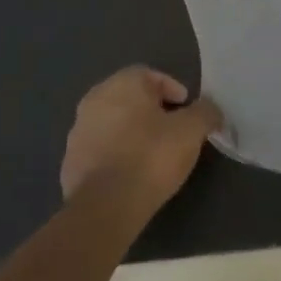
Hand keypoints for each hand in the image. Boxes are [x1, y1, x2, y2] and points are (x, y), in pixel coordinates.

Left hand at [60, 67, 221, 208]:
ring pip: (114, 123)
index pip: (151, 75)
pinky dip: (117, 154)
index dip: (173, 90)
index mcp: (122, 84)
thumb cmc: (151, 156)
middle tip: (174, 131)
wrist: (105, 205)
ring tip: (154, 155)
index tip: (187, 111)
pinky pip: (101, 149)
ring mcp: (78, 131)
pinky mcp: (71, 161)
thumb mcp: (191, 131)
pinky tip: (133, 173)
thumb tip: (210, 110)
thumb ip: (205, 113)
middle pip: (131, 98)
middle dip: (153, 111)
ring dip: (133, 133)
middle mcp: (95, 99)